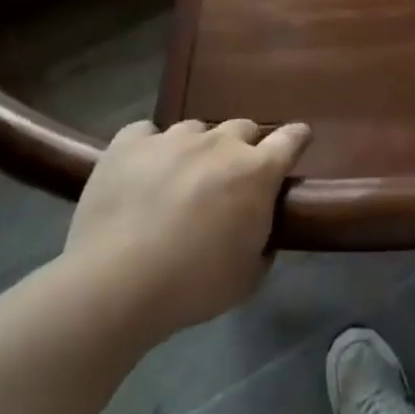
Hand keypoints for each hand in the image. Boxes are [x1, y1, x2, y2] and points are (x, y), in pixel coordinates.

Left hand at [66, 118, 310, 333]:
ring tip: (181, 177)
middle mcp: (219, 144)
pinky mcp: (128, 144)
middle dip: (243, 148)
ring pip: (195, 129)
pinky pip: (146, 133)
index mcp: (256, 172)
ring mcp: (172, 139)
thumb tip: (259, 231)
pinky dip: (149, 147)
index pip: (291, 138)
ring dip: (197, 149)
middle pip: (243, 128)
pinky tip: (142, 170)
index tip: (299, 141)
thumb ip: (263, 243)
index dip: (297, 138)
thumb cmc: (193, 286)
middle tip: (230, 178)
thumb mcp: (248, 277)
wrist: (116, 285)